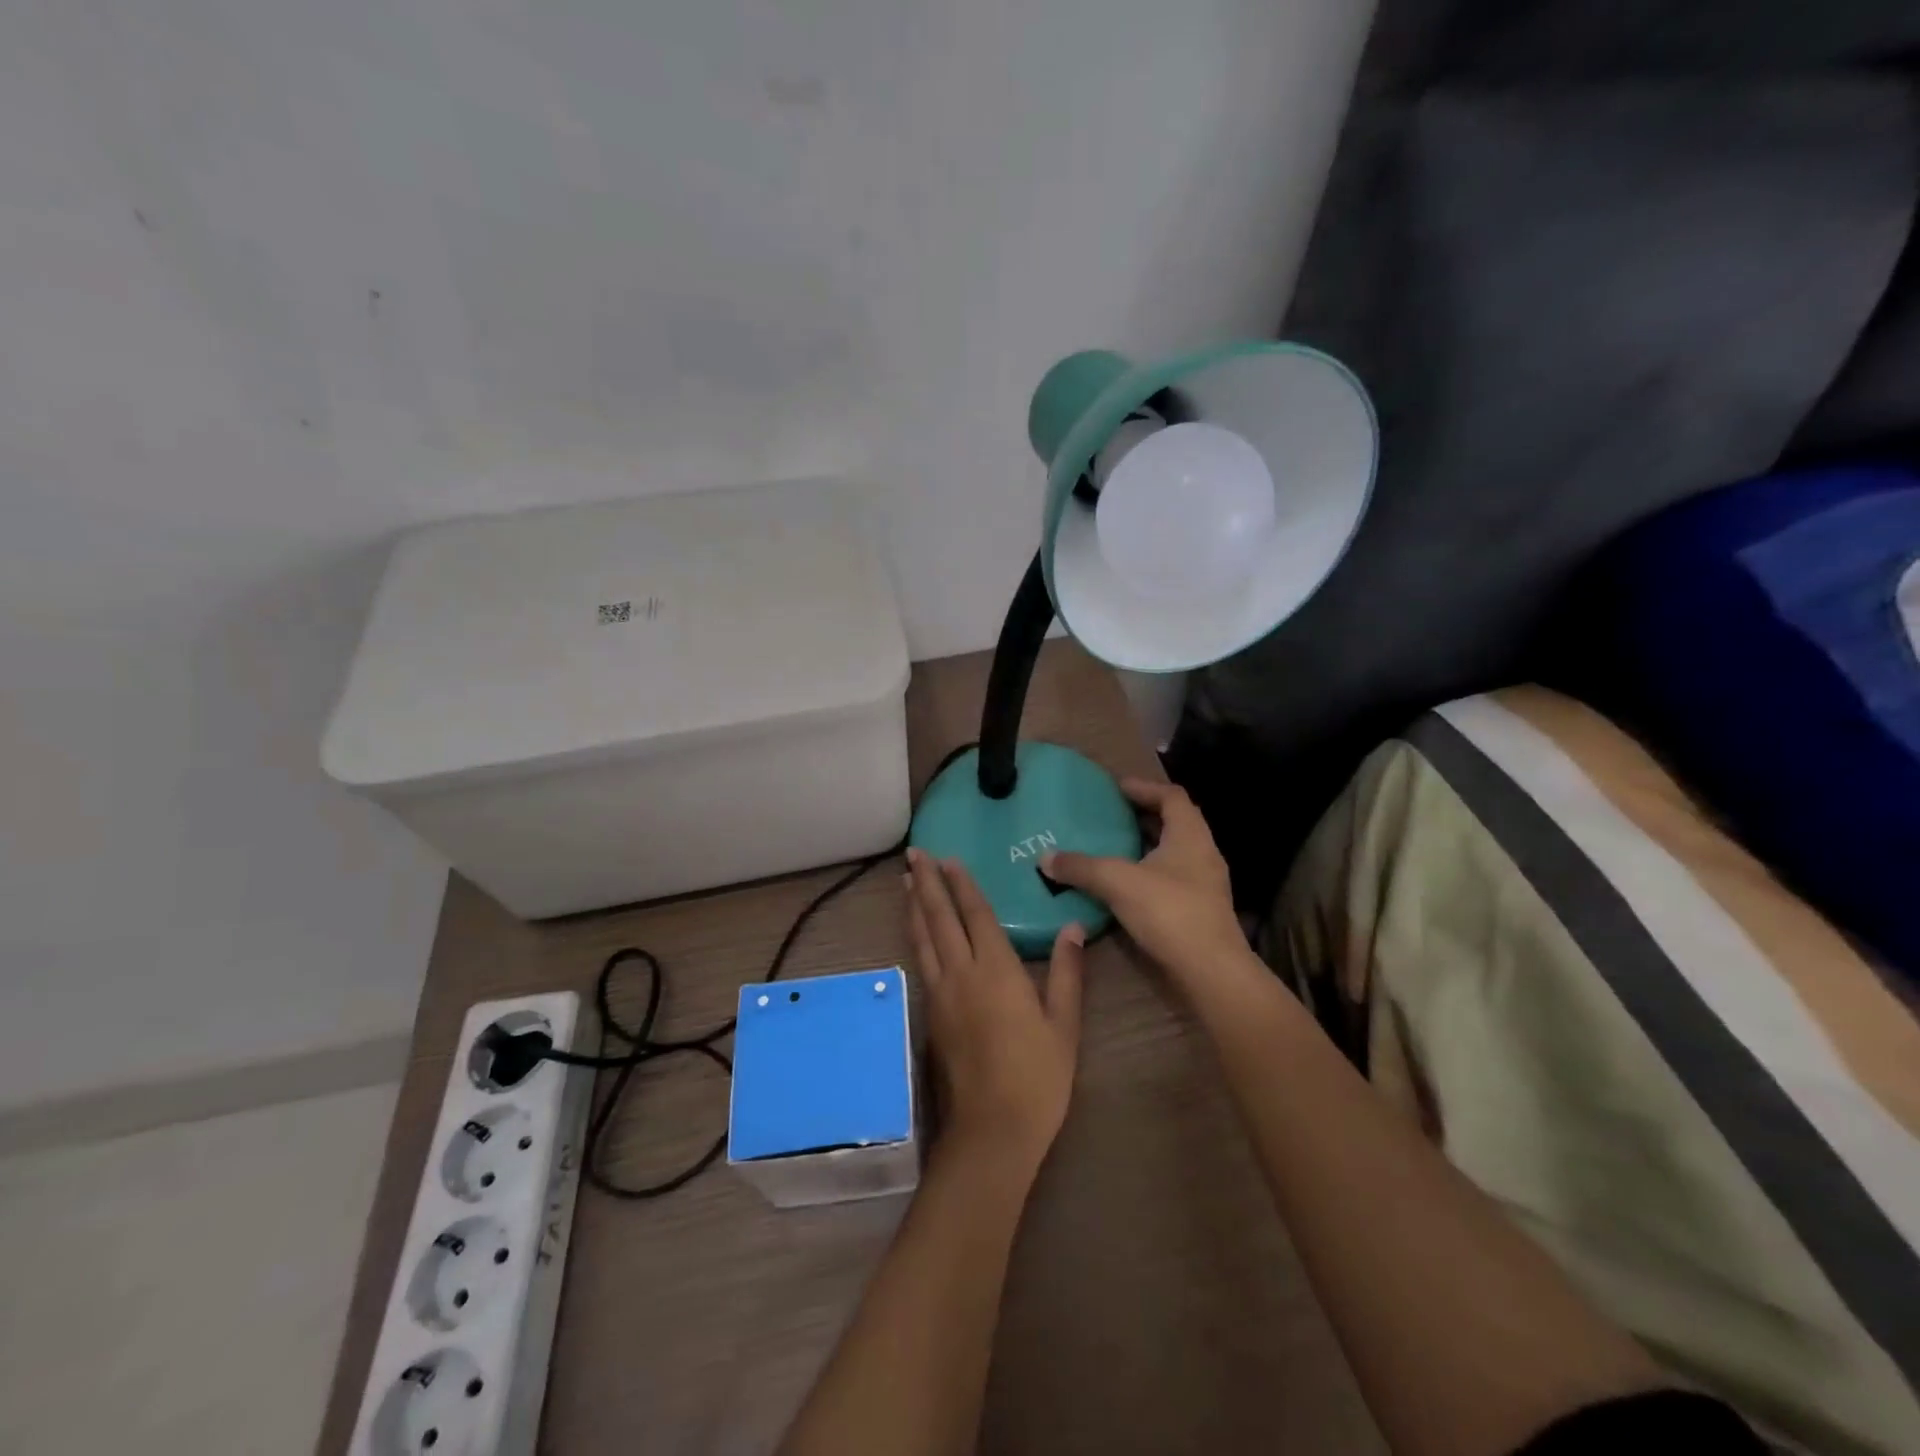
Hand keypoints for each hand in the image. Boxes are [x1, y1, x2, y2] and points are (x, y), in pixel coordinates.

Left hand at [905, 848, 1084, 1174]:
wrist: (992, 1129)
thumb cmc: (1037, 1077)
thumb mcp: (1064, 1025)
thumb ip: (1066, 974)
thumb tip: (1073, 927)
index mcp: (996, 970)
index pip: (975, 914)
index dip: (962, 884)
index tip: (948, 858)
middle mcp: (961, 973)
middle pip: (939, 918)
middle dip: (927, 883)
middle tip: (915, 853)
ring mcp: (940, 994)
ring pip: (923, 938)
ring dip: (914, 906)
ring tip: (906, 880)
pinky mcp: (930, 1014)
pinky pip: (920, 962)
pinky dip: (915, 936)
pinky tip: (914, 932)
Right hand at [1039, 778, 1247, 988]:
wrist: (1210, 970)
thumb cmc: (1169, 911)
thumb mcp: (1117, 882)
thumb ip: (1081, 867)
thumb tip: (1045, 858)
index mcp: (1190, 835)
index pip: (1171, 796)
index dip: (1144, 787)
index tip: (1116, 788)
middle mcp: (1203, 853)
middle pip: (1174, 822)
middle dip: (1143, 816)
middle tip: (1110, 815)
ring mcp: (1205, 883)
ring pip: (1173, 853)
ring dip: (1146, 846)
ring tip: (1112, 847)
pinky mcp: (1200, 909)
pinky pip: (1171, 878)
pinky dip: (1148, 873)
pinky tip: (1124, 885)